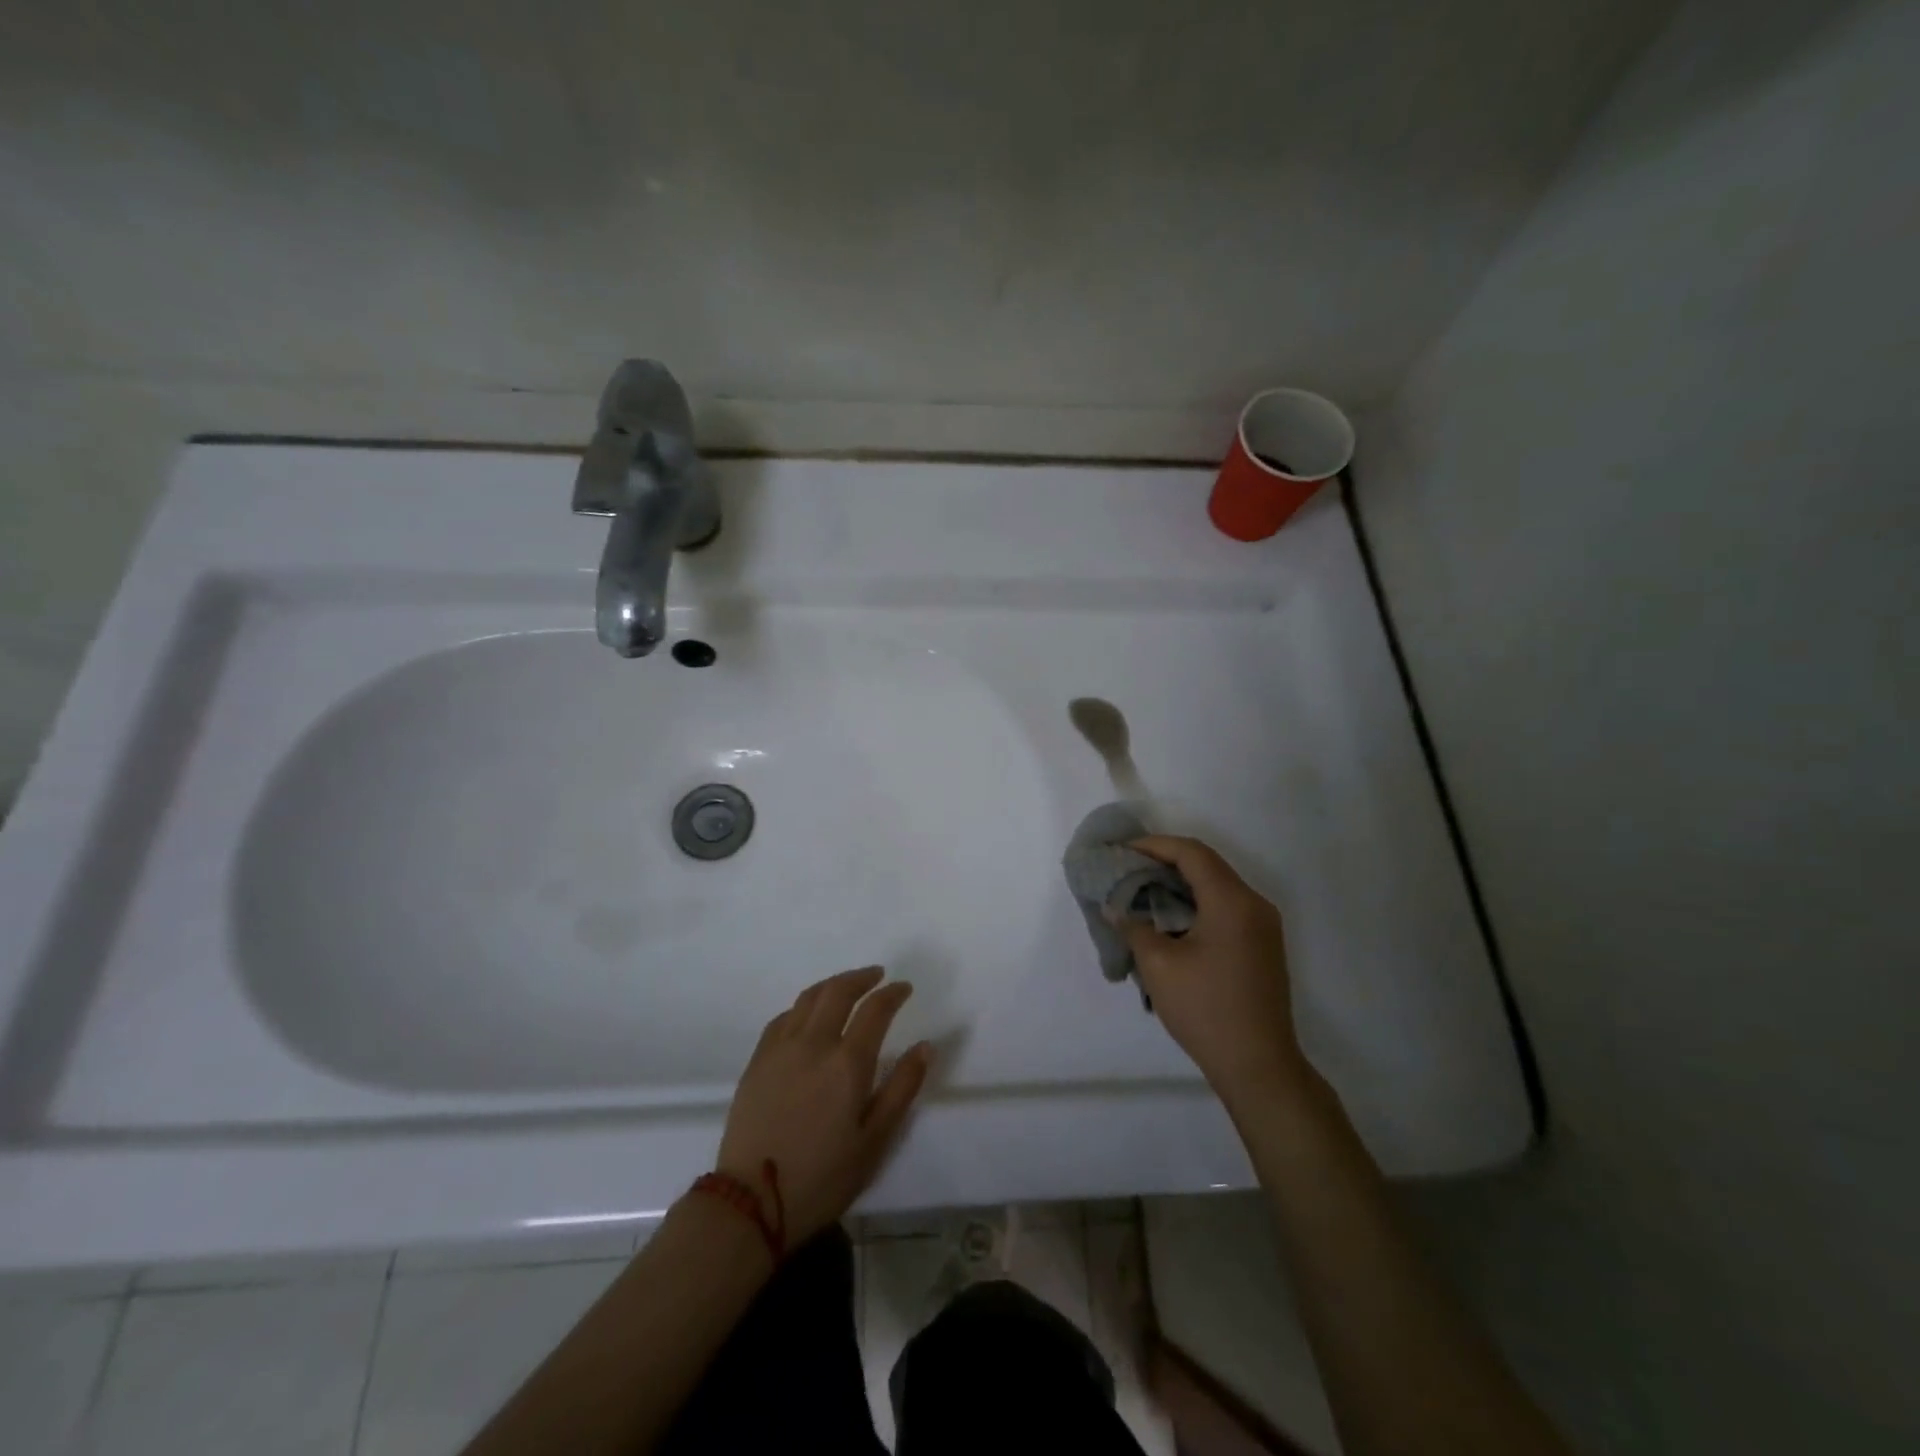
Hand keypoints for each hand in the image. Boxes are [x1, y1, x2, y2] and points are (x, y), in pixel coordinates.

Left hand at [717, 967, 932, 1246]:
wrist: (751, 1201)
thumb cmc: (822, 1177)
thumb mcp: (874, 1141)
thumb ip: (902, 1089)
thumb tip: (925, 1046)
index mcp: (848, 1062)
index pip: (875, 1010)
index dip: (893, 994)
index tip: (904, 988)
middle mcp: (814, 1043)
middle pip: (839, 991)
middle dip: (862, 977)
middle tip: (877, 976)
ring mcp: (781, 1048)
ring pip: (809, 998)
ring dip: (832, 984)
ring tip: (846, 986)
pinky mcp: (758, 1060)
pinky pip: (783, 1017)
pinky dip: (803, 1006)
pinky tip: (807, 1014)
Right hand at [1124, 836, 1310, 1109]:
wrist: (1259, 1065)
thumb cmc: (1205, 1009)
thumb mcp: (1158, 965)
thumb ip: (1133, 926)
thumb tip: (1115, 908)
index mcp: (1232, 901)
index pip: (1191, 853)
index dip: (1154, 845)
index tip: (1122, 851)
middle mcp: (1254, 904)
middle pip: (1207, 865)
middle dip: (1164, 861)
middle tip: (1127, 868)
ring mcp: (1264, 925)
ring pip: (1218, 885)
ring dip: (1180, 882)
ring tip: (1143, 890)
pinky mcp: (1263, 945)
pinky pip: (1227, 906)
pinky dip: (1197, 902)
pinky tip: (1170, 917)